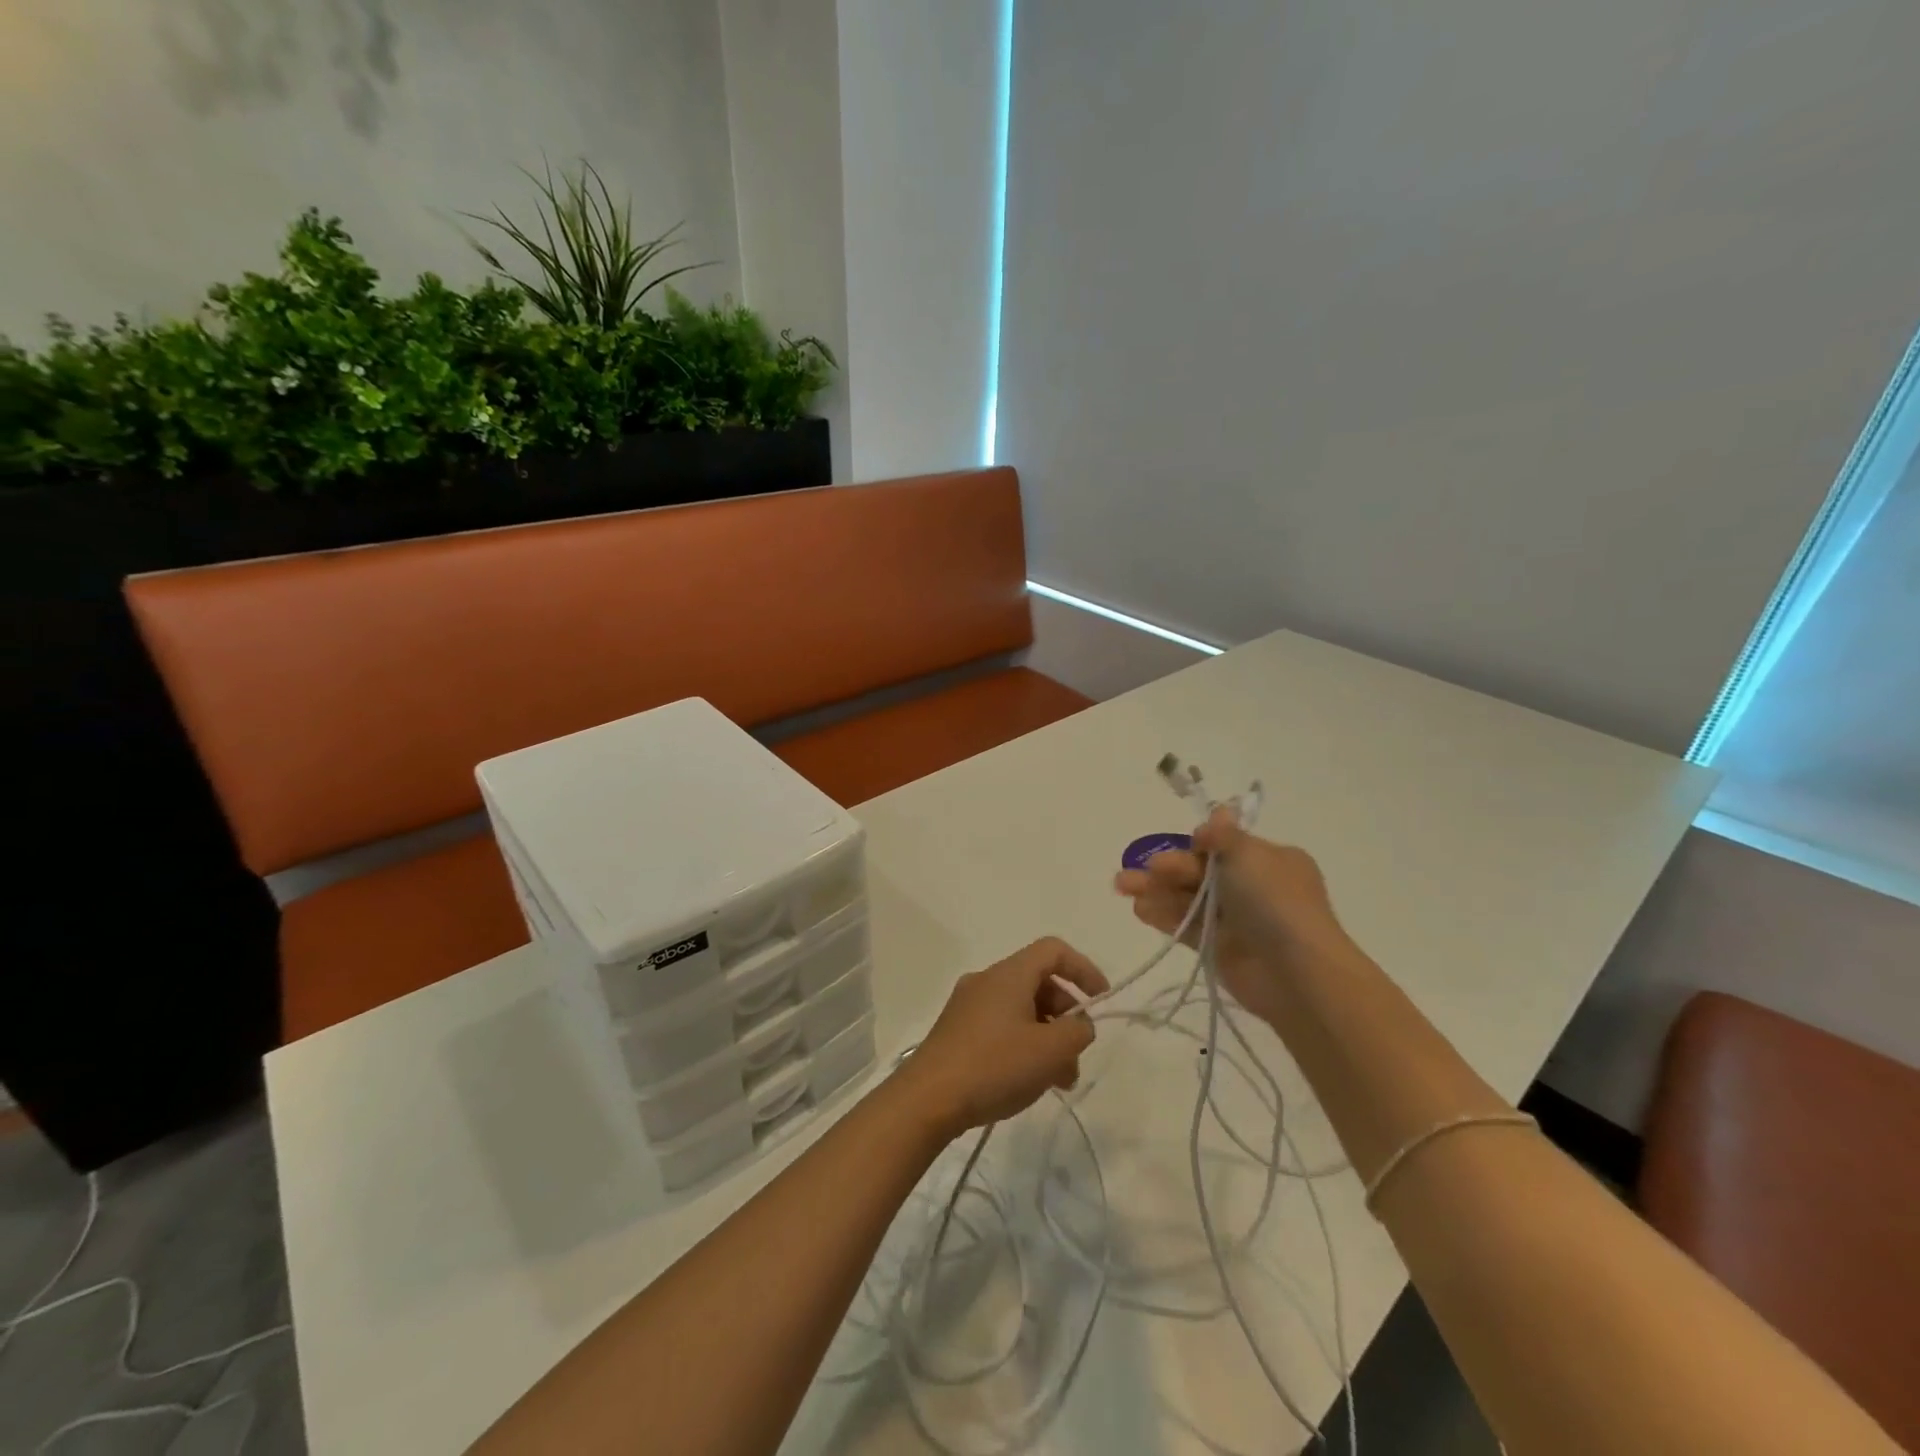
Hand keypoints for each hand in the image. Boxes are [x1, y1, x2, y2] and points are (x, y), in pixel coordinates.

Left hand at [890, 938, 1109, 1139]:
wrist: (928, 1098)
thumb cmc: (994, 1065)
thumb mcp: (1050, 1051)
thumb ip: (1077, 1032)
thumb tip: (1079, 1025)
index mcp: (1009, 974)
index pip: (1054, 950)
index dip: (1083, 970)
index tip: (1101, 1001)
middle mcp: (987, 980)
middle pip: (1038, 982)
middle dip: (1066, 1015)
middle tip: (1078, 1054)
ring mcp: (968, 1005)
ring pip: (1021, 1009)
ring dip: (1047, 1036)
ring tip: (1060, 1079)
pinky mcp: (957, 1031)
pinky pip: (1001, 1026)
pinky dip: (1023, 1044)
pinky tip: (1029, 1081)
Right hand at [1114, 807, 1351, 1022]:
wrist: (1294, 972)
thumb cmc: (1274, 902)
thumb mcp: (1249, 855)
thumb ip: (1223, 836)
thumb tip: (1218, 812)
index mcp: (1269, 860)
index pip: (1225, 846)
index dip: (1200, 845)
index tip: (1185, 844)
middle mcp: (1253, 887)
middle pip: (1201, 871)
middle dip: (1170, 867)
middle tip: (1146, 869)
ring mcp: (1235, 920)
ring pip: (1188, 898)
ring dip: (1156, 889)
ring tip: (1122, 886)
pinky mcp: (1218, 949)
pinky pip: (1185, 926)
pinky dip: (1163, 915)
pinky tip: (1138, 909)